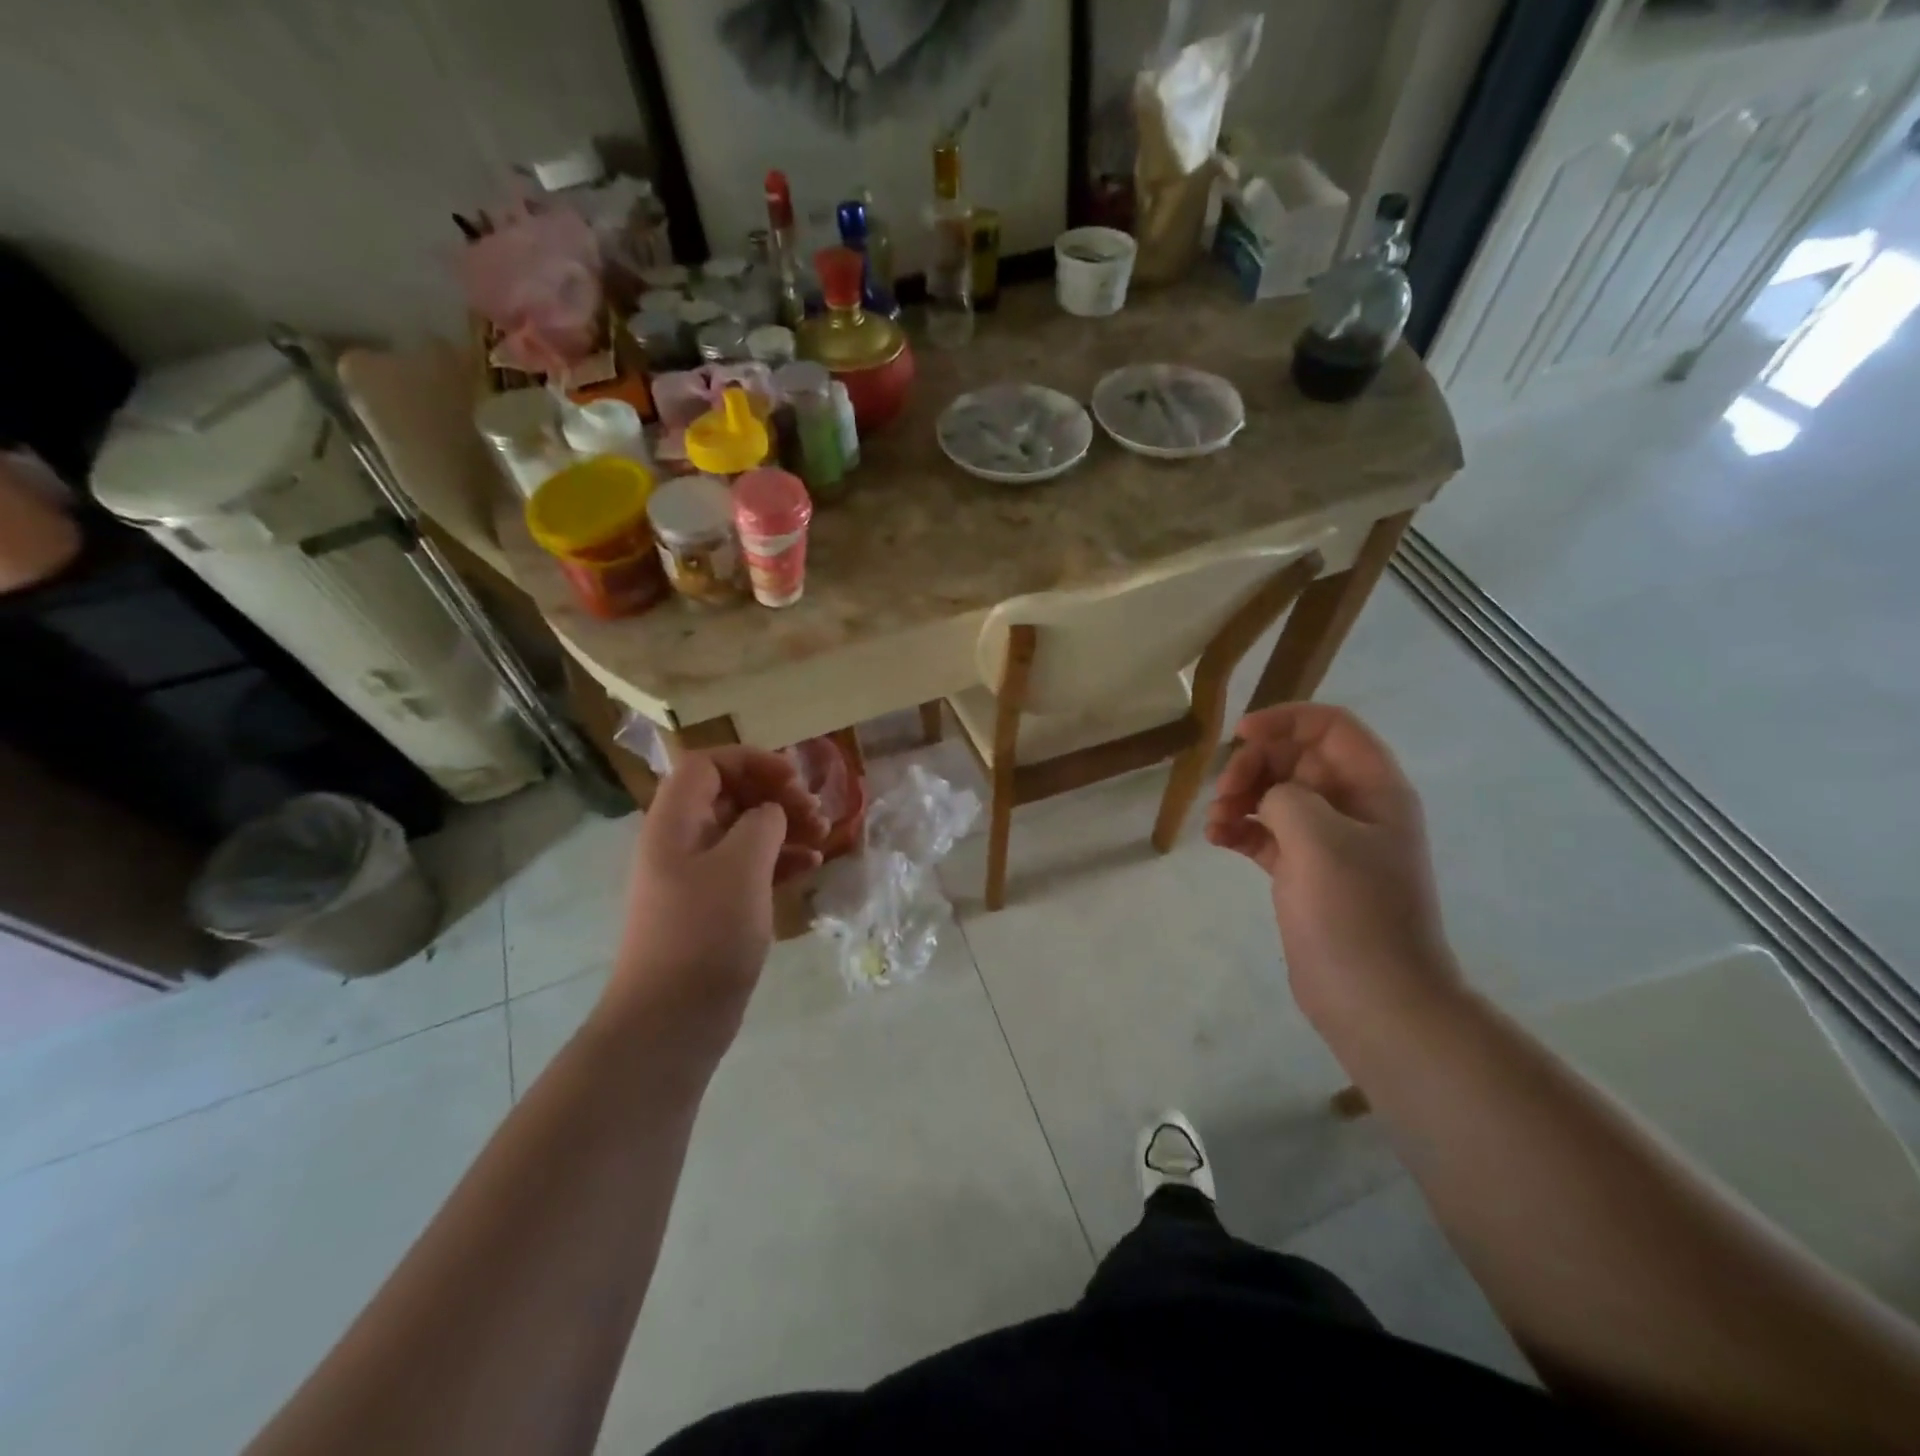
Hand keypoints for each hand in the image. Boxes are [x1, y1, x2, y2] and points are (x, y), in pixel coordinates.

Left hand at [608, 749, 828, 1052]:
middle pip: (730, 794)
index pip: (707, 764)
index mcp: (675, 821)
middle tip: (814, 812)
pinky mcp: (714, 906)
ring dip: (784, 826)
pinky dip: (780, 859)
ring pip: (744, 831)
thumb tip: (771, 813)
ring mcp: (697, 876)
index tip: (793, 778)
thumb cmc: (704, 933)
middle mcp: (681, 841)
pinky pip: (750, 865)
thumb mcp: (741, 866)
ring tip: (823, 838)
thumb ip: (762, 822)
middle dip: (775, 794)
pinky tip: (811, 865)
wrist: (671, 1019)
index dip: (751, 760)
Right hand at [1206, 704, 1460, 1031]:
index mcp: (1374, 789)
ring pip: (1275, 795)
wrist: (1375, 1000)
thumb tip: (1269, 798)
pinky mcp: (1304, 872)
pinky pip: (1265, 832)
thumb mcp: (1319, 839)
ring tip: (1216, 823)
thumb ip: (1287, 796)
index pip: (1330, 727)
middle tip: (1224, 793)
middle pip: (1296, 759)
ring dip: (1240, 798)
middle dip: (1254, 766)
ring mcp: (1328, 842)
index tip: (1240, 735)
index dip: (1285, 720)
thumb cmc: (1355, 913)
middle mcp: (1353, 807)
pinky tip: (1217, 841)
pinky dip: (1239, 829)